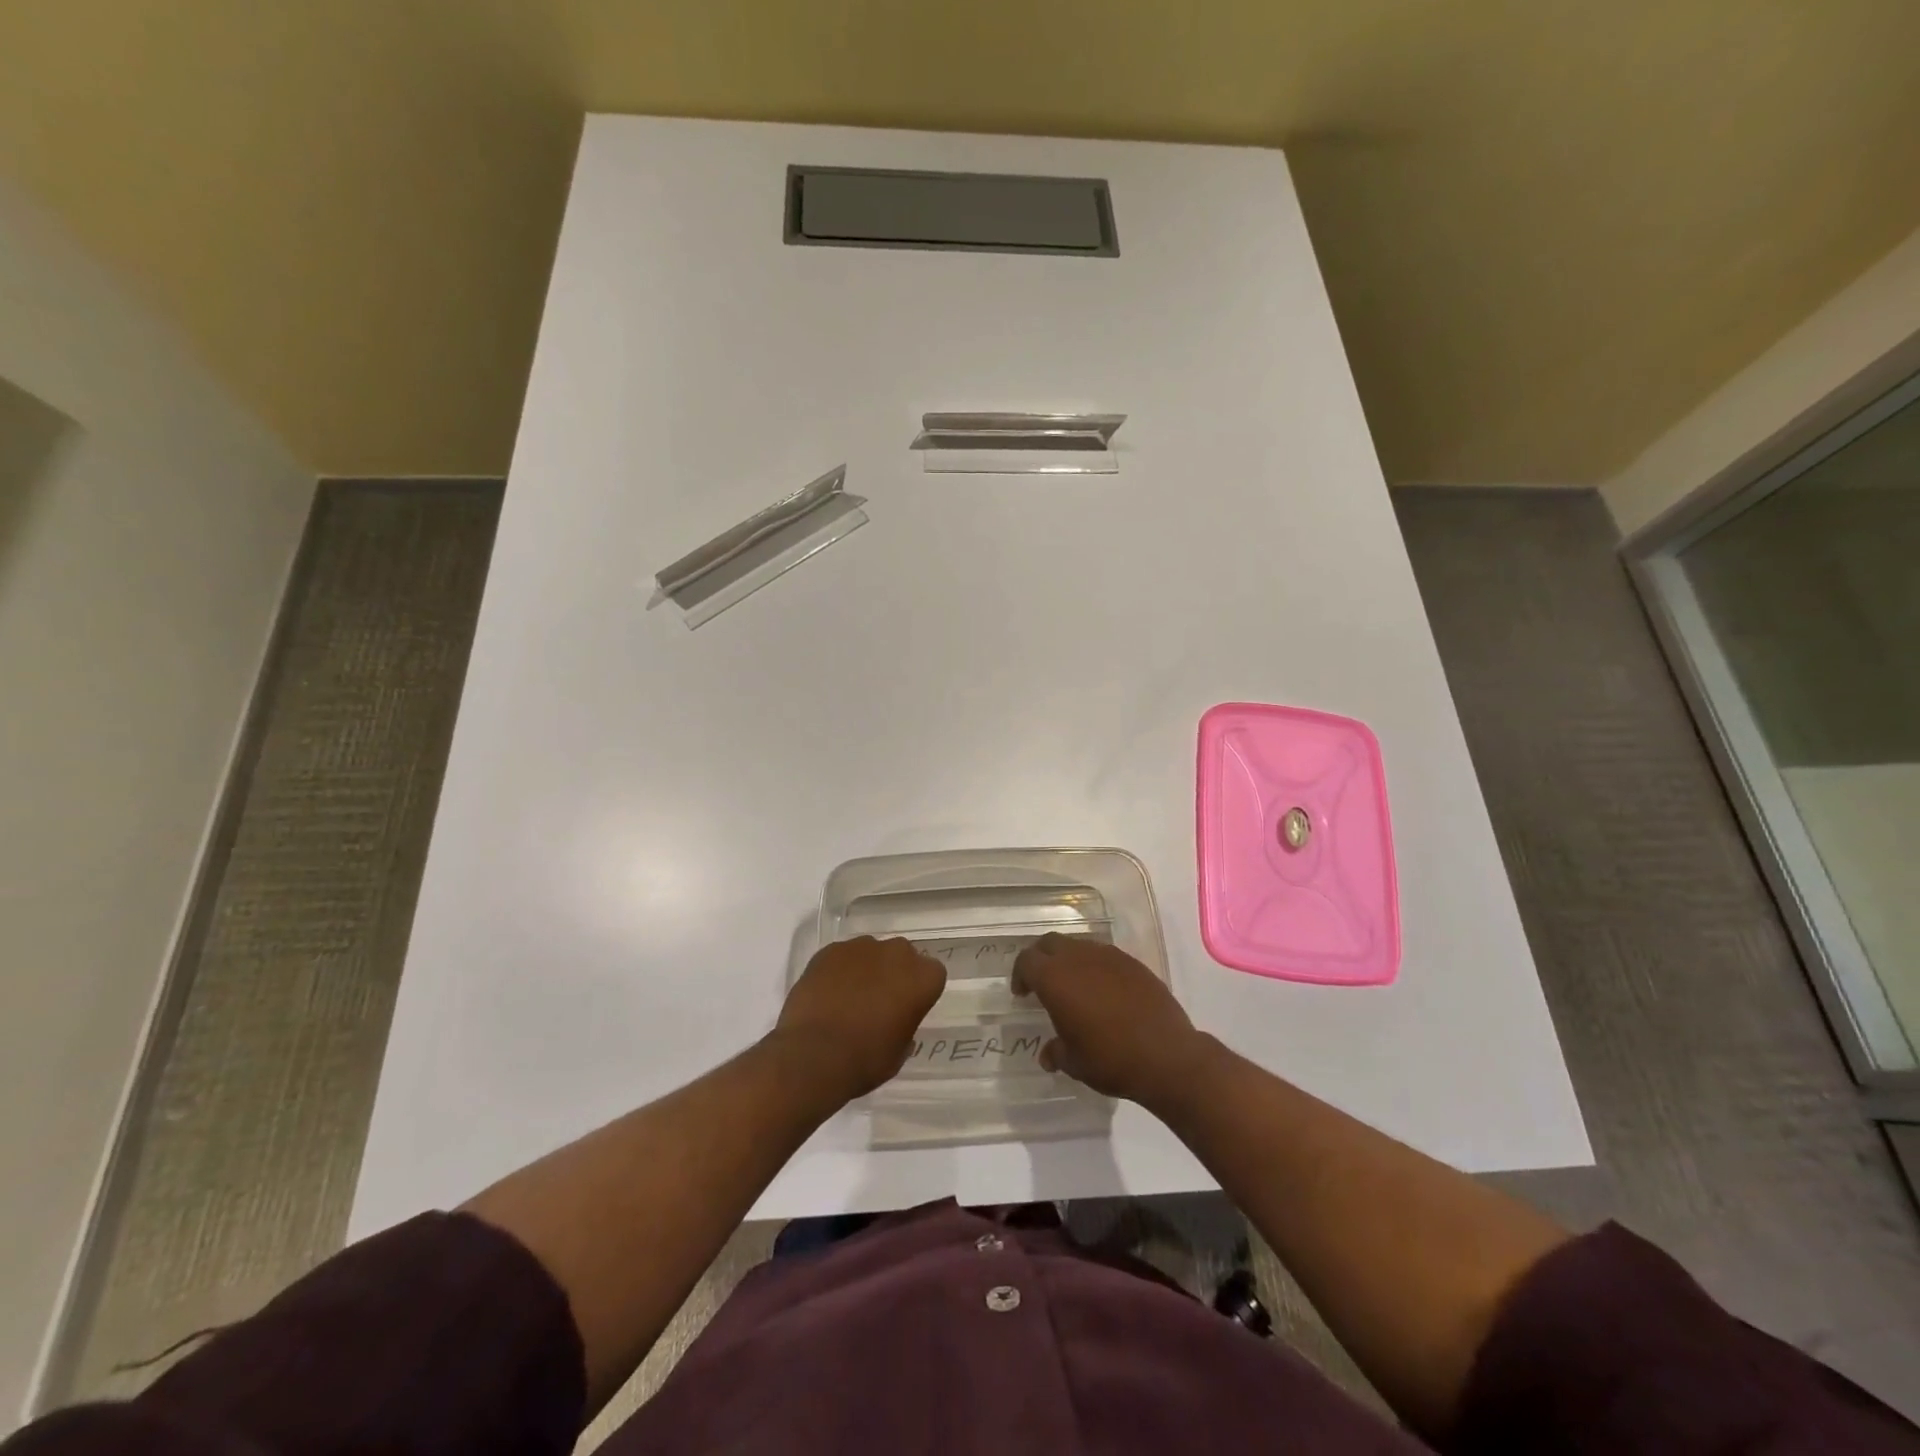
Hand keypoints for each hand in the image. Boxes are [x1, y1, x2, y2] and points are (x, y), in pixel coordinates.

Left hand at [772, 937, 945, 1100]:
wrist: (814, 1055)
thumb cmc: (866, 1060)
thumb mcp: (899, 1053)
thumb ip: (905, 1027)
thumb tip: (896, 1020)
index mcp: (922, 978)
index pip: (932, 974)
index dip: (919, 991)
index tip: (907, 1009)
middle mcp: (896, 953)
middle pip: (902, 956)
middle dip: (894, 973)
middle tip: (878, 1001)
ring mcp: (861, 947)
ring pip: (870, 953)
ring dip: (866, 969)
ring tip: (848, 998)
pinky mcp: (830, 949)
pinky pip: (841, 956)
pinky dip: (838, 970)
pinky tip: (827, 994)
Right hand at [1011, 934, 1209, 1109]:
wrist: (1167, 1055)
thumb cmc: (1110, 1059)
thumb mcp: (1074, 1063)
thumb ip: (1056, 1052)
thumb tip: (1048, 1054)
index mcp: (1055, 978)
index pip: (1027, 961)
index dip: (1020, 974)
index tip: (1022, 994)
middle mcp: (1079, 958)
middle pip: (1050, 943)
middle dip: (1041, 959)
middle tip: (1042, 982)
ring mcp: (1109, 956)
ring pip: (1078, 945)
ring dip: (1069, 961)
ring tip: (1074, 987)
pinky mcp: (1133, 963)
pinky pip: (1104, 956)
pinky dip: (1095, 967)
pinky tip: (1103, 992)